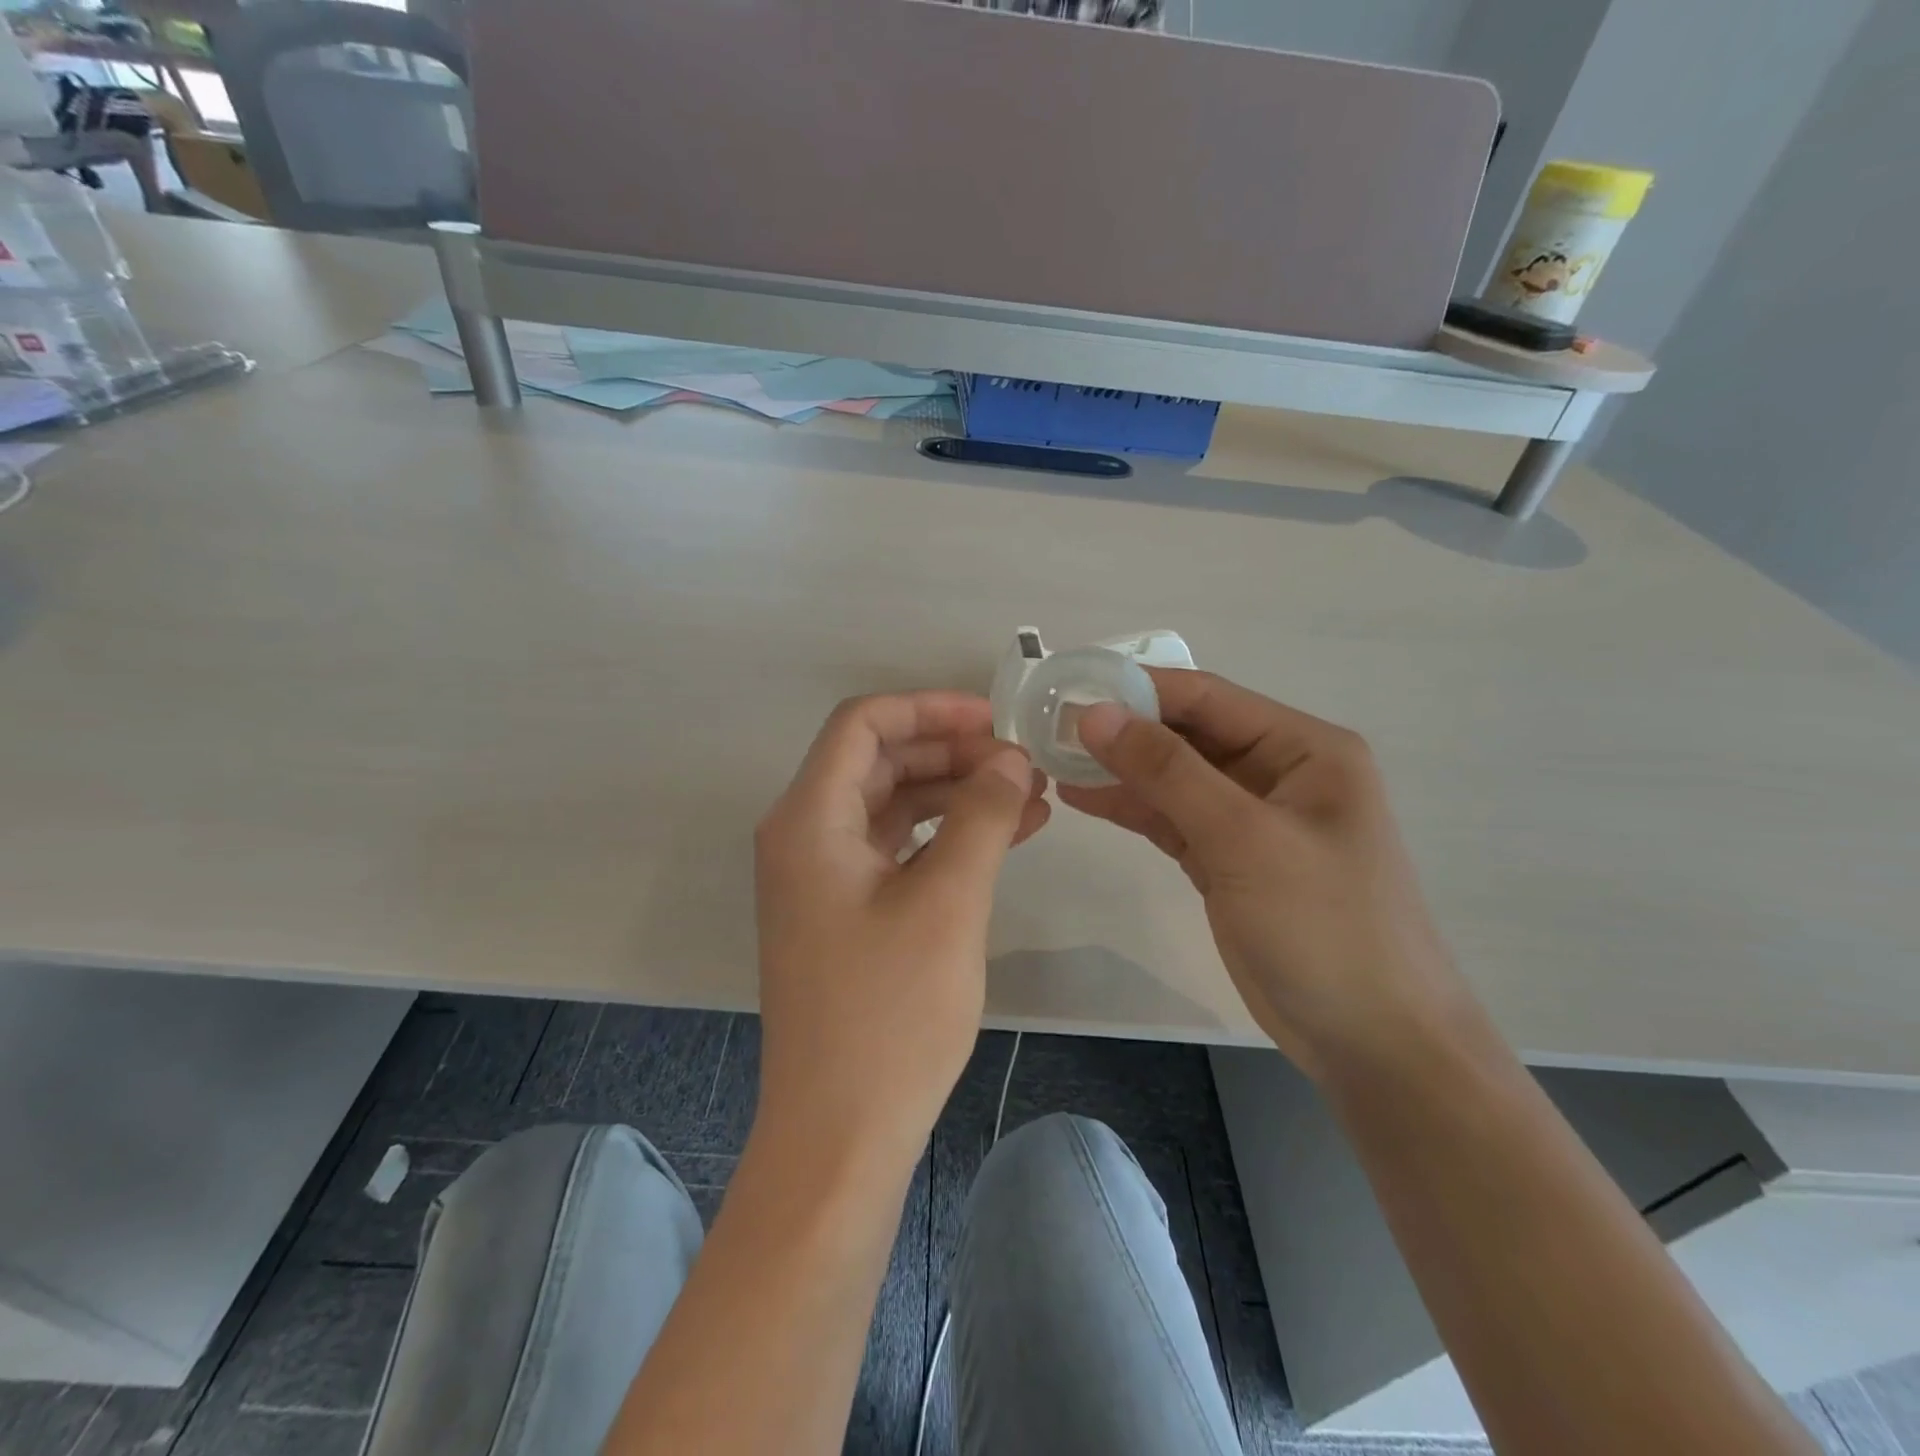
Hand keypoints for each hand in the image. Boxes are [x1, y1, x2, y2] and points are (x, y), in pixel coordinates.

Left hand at [753, 693, 1047, 1171]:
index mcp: (809, 819)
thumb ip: (981, 815)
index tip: (994, 720)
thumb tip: (1011, 758)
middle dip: (953, 753)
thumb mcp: (947, 901)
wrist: (840, 1134)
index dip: (929, 709)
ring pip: (894, 806)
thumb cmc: (889, 1012)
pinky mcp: (845, 913)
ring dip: (957, 795)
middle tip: (1022, 763)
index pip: (863, 724)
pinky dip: (947, 838)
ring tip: (1030, 799)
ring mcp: (824, 878)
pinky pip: (898, 851)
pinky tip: (1005, 839)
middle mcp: (805, 837)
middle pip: (880, 762)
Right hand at [1061, 669, 1472, 1080]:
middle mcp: (1279, 772)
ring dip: (1119, 770)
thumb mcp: (1243, 839)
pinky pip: (1172, 818)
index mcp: (1304, 748)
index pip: (1208, 698)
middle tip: (1048, 728)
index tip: (1070, 689)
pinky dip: (1131, 808)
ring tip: (1051, 760)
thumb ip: (1167, 771)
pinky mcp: (1229, 860)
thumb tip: (1094, 713)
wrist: (1374, 1043)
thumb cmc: (1324, 926)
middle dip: (1122, 731)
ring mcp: (1252, 819)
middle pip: (1187, 735)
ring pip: (1174, 778)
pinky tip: (1081, 797)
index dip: (1137, 689)